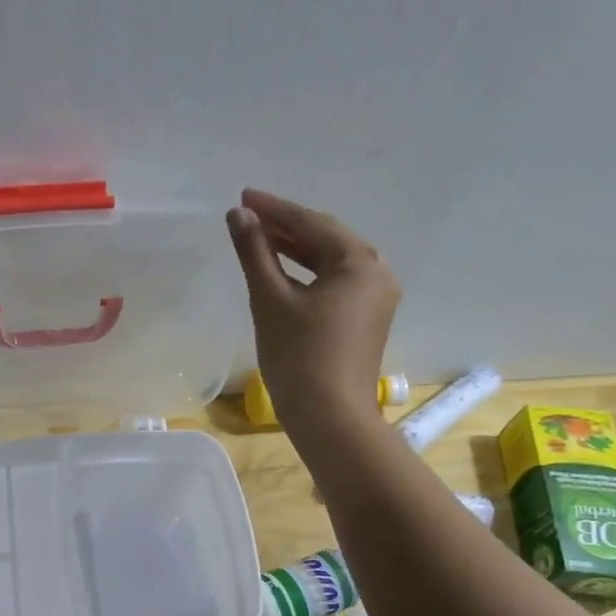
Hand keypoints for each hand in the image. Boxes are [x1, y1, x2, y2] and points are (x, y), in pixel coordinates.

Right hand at [227, 188, 400, 438]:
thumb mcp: (271, 301)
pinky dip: (307, 273)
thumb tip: (238, 216)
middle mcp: (377, 272)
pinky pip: (335, 283)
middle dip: (286, 226)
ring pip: (330, 262)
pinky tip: (282, 272)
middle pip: (326, 238)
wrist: (330, 418)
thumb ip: (255, 253)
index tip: (242, 197)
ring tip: (259, 239)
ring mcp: (376, 298)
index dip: (274, 209)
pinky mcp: (366, 319)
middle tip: (247, 215)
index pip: (312, 223)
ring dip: (296, 249)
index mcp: (359, 262)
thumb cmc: (298, 357)